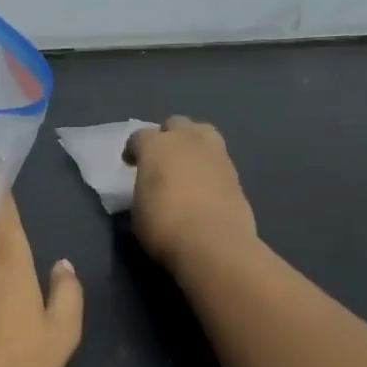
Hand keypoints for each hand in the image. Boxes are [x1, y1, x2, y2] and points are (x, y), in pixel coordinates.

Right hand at [124, 117, 257, 273]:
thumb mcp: (138, 210)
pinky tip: (203, 184)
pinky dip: (208, 165)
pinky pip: (217, 157)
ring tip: (186, 165)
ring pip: (202, 133)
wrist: (213, 243)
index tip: (131, 164)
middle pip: (175, 124)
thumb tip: (149, 191)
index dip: (133, 149)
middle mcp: (186, 140)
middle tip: (161, 160)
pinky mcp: (235, 171)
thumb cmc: (164, 226)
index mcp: (155, 146)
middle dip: (166, 137)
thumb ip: (142, 190)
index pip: (139, 136)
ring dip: (191, 144)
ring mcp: (215, 152)